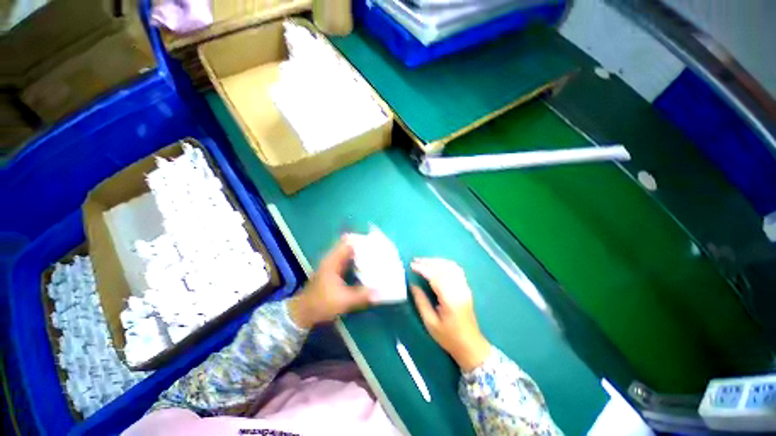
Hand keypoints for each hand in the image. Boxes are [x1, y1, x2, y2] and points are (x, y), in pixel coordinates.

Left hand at [289, 236, 372, 328]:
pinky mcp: (334, 270)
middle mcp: (332, 259)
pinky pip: (347, 258)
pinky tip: (366, 264)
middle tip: (378, 248)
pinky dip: (356, 258)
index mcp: (333, 261)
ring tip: (375, 253)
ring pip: (348, 251)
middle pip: (349, 244)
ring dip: (360, 251)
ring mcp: (333, 264)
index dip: (361, 240)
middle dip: (363, 245)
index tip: (375, 242)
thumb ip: (361, 296)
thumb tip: (380, 292)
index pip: (348, 242)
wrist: (303, 312)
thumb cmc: (321, 303)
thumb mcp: (343, 301)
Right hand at [411, 258, 490, 371]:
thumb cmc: (449, 337)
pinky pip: (456, 269)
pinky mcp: (466, 287)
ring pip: (451, 266)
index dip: (423, 269)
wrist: (471, 345)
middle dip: (428, 262)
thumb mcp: (430, 323)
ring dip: (436, 261)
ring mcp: (464, 287)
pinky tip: (437, 265)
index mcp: (450, 300)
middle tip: (415, 261)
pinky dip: (445, 264)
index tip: (412, 265)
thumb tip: (412, 285)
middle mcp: (459, 290)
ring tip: (423, 261)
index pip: (436, 277)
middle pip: (444, 268)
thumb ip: (421, 302)